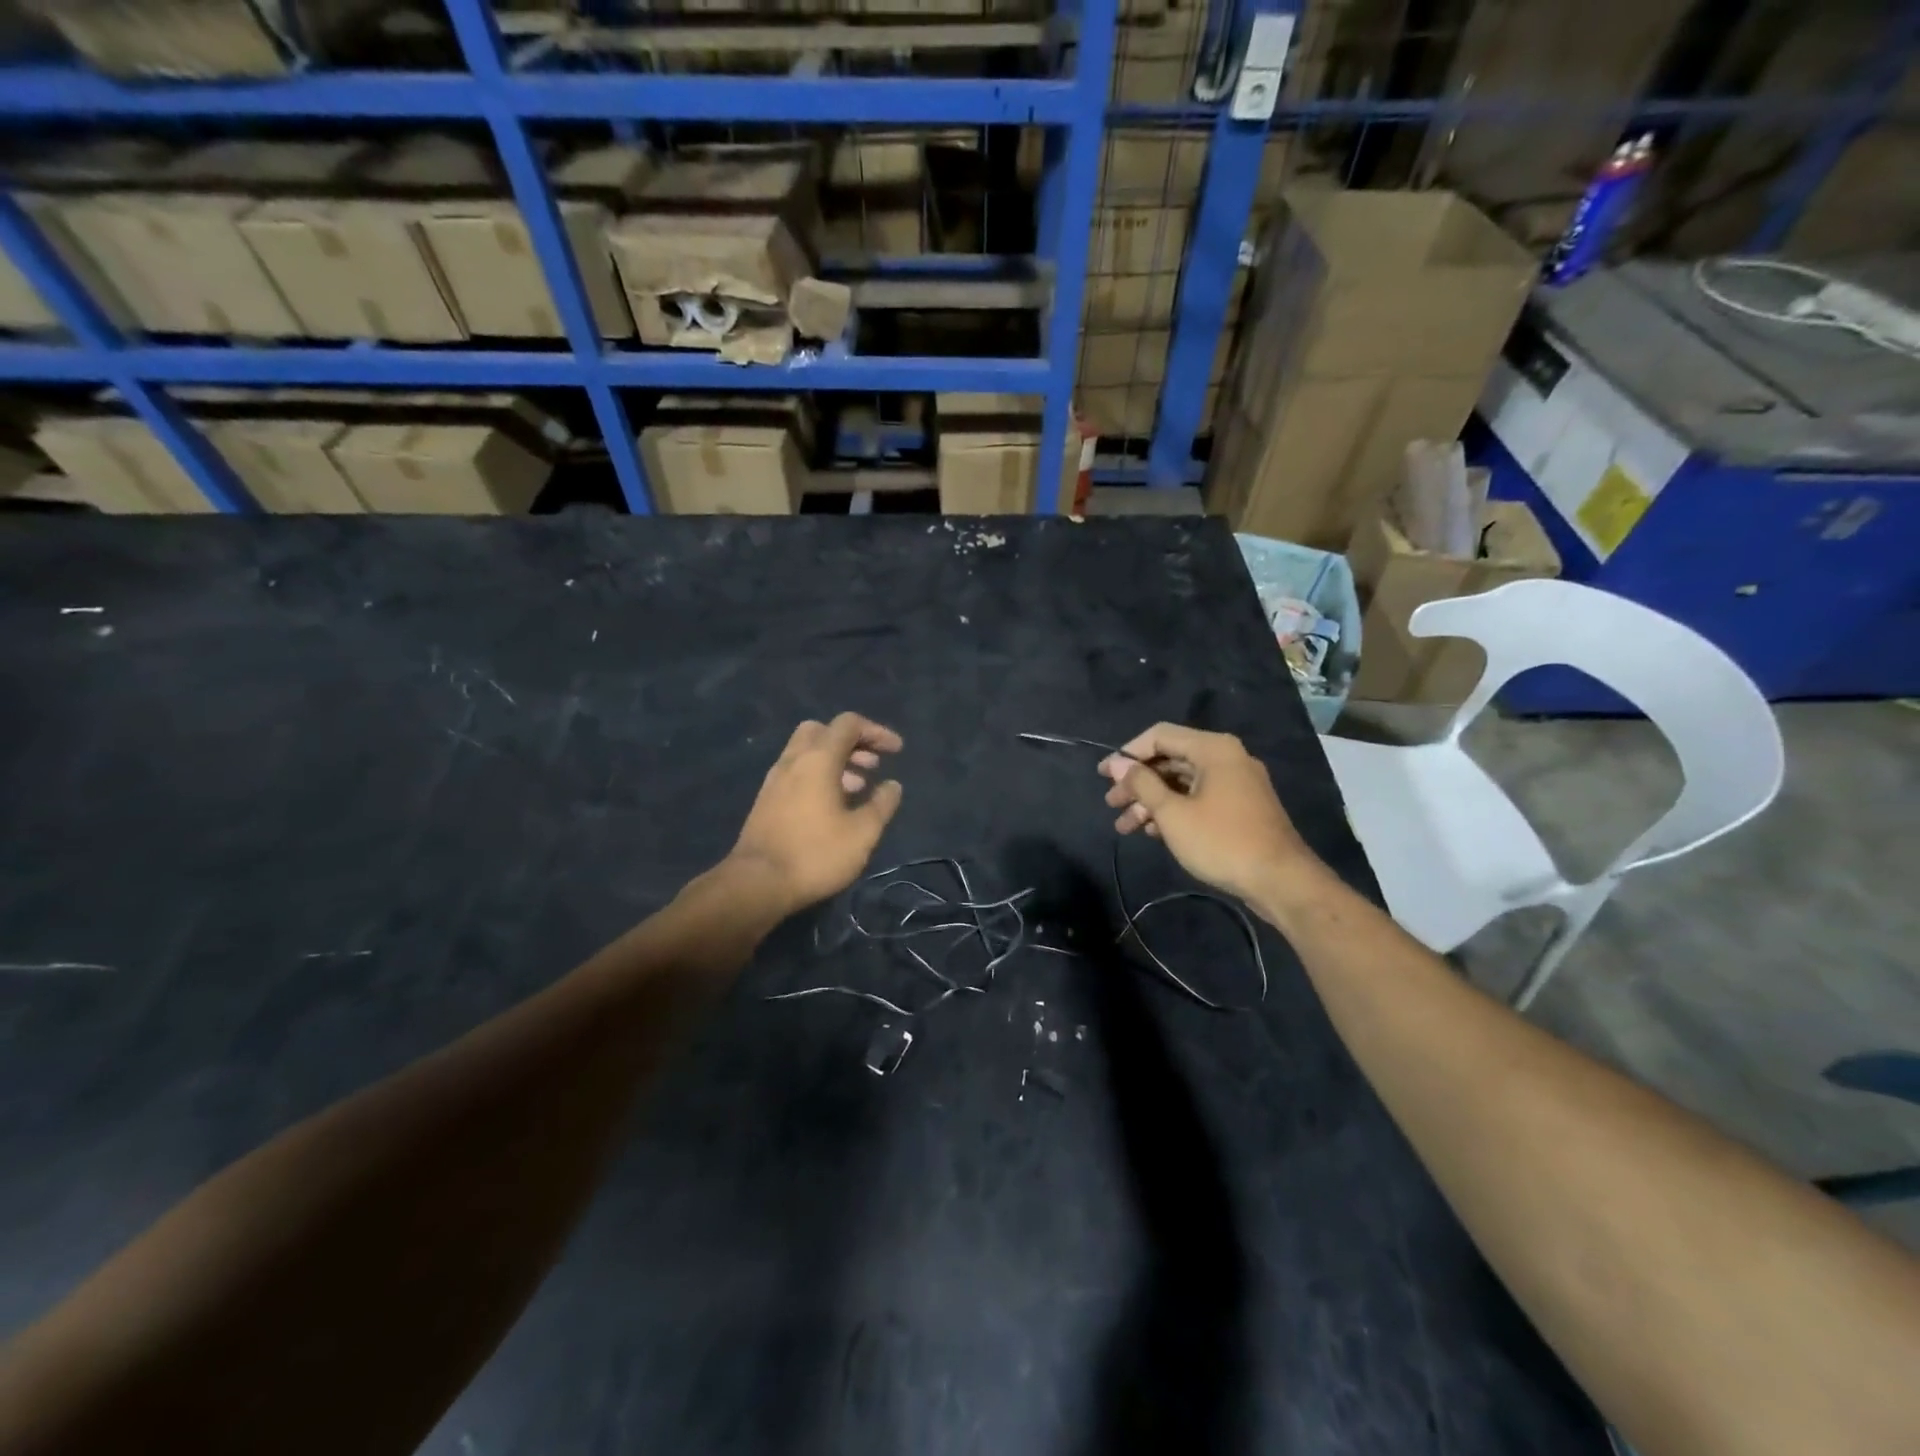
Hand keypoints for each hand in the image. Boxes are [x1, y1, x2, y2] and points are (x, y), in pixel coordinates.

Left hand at [729, 713, 903, 913]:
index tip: (896, 751)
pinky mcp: (766, 800)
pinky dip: (818, 776)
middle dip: (851, 742)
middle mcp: (793, 760)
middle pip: (823, 731)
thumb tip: (892, 785)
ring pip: (807, 752)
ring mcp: (775, 780)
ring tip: (858, 788)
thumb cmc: (816, 854)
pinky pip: (796, 773)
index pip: (849, 724)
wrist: (757, 884)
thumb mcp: (862, 833)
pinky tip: (832, 806)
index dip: (877, 732)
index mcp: (818, 759)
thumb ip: (882, 804)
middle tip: (872, 765)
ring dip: (836, 761)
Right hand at [1100, 723, 1319, 905]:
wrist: (1281, 881)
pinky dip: (1174, 810)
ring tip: (1125, 827)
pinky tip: (1154, 832)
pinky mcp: (1241, 807)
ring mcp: (1236, 783)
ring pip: (1183, 783)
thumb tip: (1116, 763)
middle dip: (1137, 783)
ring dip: (1152, 801)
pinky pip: (1199, 798)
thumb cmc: (1221, 841)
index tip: (1103, 776)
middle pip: (1170, 760)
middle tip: (1112, 804)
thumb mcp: (1172, 813)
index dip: (1127, 754)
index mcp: (1213, 749)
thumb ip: (1142, 784)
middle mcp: (1226, 758)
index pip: (1159, 736)